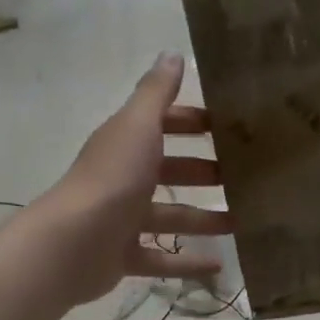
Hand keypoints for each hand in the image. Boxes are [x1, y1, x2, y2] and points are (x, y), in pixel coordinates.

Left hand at [39, 54, 234, 305]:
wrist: (74, 242)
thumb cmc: (112, 178)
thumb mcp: (139, 126)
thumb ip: (157, 92)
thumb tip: (172, 53)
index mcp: (126, 143)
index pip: (163, 125)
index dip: (193, 122)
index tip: (231, 128)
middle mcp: (123, 177)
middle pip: (169, 171)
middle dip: (204, 172)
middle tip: (245, 178)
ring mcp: (122, 219)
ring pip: (170, 216)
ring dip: (203, 219)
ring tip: (242, 223)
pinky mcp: (124, 255)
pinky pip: (161, 258)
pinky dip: (187, 262)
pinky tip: (220, 266)